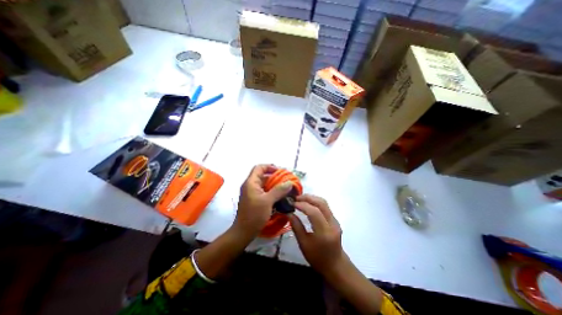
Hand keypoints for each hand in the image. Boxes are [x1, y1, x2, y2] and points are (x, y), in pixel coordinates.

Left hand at [234, 165, 293, 237]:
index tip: (280, 171)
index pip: (259, 168)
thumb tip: (289, 182)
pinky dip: (272, 191)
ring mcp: (252, 192)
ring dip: (274, 184)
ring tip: (285, 187)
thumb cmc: (254, 215)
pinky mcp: (254, 199)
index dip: (270, 167)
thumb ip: (279, 190)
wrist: (243, 232)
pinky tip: (280, 195)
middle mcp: (250, 185)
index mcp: (251, 183)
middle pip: (262, 175)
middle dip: (274, 176)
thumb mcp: (268, 201)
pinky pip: (264, 191)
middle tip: (286, 180)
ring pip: (264, 184)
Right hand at [290, 195, 347, 274]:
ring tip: (300, 199)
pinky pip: (325, 206)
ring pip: (324, 203)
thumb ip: (296, 227)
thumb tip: (289, 213)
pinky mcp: (335, 219)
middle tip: (296, 198)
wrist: (335, 265)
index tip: (292, 203)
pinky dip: (315, 202)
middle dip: (307, 198)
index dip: (302, 205)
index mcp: (324, 232)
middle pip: (321, 203)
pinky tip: (307, 203)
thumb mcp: (303, 244)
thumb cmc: (317, 258)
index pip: (314, 212)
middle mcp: (332, 223)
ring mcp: (335, 220)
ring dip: (312, 198)